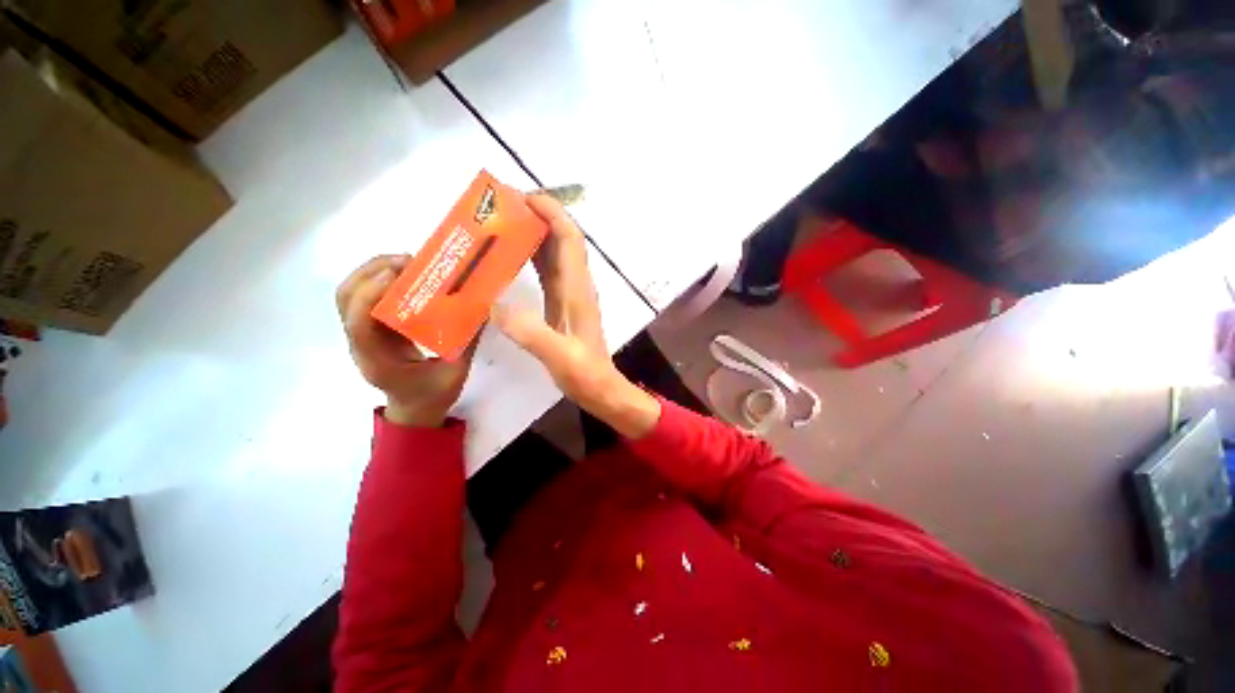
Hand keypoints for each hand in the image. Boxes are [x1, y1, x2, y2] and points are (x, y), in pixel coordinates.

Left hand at [337, 255, 475, 427]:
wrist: (414, 410)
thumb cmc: (432, 396)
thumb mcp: (455, 373)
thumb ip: (467, 342)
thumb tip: (482, 309)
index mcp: (378, 360)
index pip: (359, 323)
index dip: (371, 294)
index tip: (398, 274)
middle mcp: (361, 344)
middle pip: (345, 300)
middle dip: (371, 272)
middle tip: (408, 261)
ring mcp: (362, 335)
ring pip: (349, 295)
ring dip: (371, 271)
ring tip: (405, 262)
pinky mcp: (371, 329)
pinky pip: (364, 298)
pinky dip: (378, 280)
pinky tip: (404, 276)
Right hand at [491, 195, 659, 438]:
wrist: (600, 388)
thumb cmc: (584, 374)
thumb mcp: (559, 356)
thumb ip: (531, 332)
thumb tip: (494, 305)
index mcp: (577, 290)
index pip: (569, 239)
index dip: (552, 213)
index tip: (523, 197)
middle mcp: (576, 285)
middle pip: (562, 239)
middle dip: (539, 216)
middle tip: (503, 206)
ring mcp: (570, 294)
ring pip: (554, 253)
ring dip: (534, 233)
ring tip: (502, 222)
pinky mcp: (563, 304)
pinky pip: (548, 271)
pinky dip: (532, 257)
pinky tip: (511, 256)